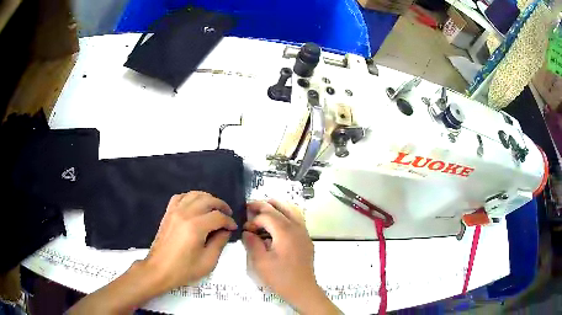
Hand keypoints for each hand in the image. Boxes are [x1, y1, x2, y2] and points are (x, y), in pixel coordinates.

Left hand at [143, 191, 237, 291]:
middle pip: (207, 200)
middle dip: (221, 205)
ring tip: (214, 208)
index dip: (229, 221)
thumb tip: (225, 231)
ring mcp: (174, 211)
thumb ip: (220, 243)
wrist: (159, 270)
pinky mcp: (168, 213)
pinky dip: (190, 197)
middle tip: (228, 214)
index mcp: (196, 227)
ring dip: (207, 198)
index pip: (218, 217)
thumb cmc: (184, 269)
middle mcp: (185, 214)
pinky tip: (195, 205)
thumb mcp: (208, 261)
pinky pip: (180, 197)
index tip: (233, 228)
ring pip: (194, 195)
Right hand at [243, 200, 339, 313]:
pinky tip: (277, 223)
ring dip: (277, 207)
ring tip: (264, 208)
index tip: (245, 230)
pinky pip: (297, 219)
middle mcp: (297, 227)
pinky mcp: (306, 239)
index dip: (253, 220)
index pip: (267, 216)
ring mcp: (304, 233)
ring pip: (292, 210)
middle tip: (250, 206)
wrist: (302, 289)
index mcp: (285, 232)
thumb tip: (247, 232)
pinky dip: (286, 215)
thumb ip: (252, 243)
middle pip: (280, 208)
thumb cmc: (280, 277)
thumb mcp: (260, 262)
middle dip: (264, 206)